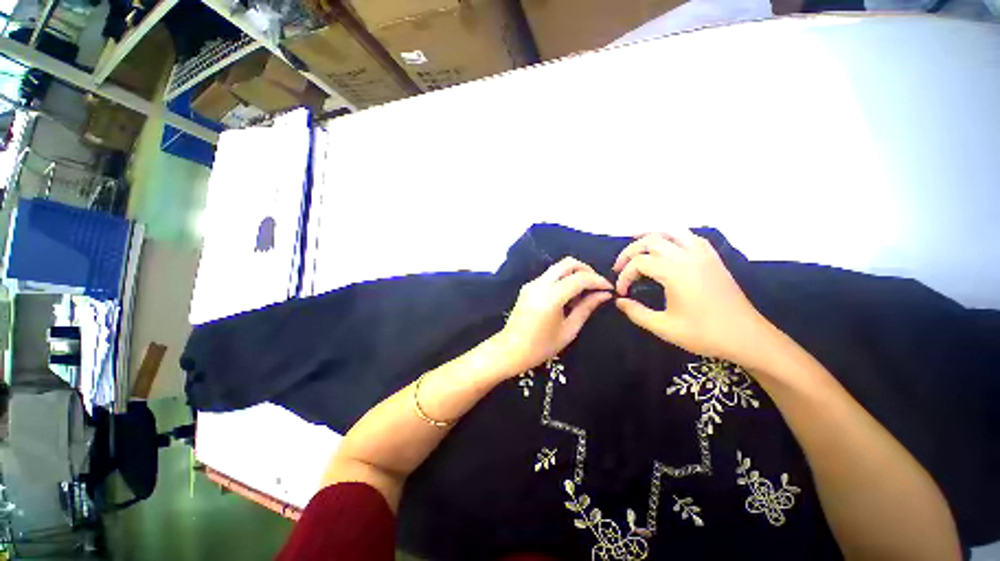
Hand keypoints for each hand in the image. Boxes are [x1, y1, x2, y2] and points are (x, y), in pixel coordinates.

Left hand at [496, 257, 612, 374]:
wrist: (510, 350)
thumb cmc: (541, 346)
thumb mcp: (568, 330)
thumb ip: (586, 308)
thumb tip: (604, 294)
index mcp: (550, 297)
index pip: (579, 278)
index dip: (597, 281)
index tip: (609, 289)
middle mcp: (540, 285)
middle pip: (567, 263)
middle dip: (586, 269)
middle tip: (596, 285)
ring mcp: (531, 284)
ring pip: (557, 267)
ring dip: (574, 273)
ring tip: (583, 292)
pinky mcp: (528, 286)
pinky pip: (549, 275)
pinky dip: (562, 278)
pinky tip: (568, 295)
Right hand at [612, 230, 775, 368]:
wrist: (747, 337)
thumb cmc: (704, 334)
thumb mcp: (664, 328)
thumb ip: (636, 313)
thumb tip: (619, 301)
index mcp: (675, 273)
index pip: (639, 263)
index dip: (624, 276)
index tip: (621, 292)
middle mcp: (688, 257)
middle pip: (651, 241)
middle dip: (630, 251)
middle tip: (620, 266)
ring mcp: (703, 255)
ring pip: (672, 232)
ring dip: (651, 235)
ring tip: (637, 243)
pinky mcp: (713, 259)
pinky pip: (690, 237)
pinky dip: (673, 237)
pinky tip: (667, 247)